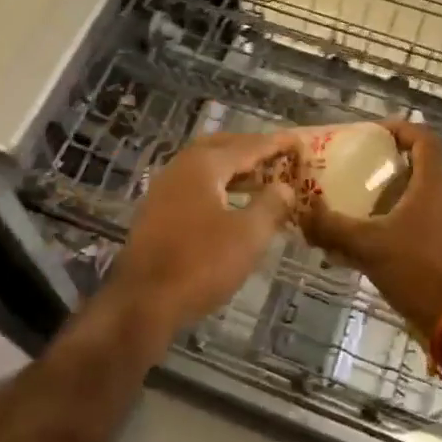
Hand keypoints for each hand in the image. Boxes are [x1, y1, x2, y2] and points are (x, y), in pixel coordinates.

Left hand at [107, 131, 298, 337]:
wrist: (143, 302)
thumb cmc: (201, 264)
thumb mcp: (248, 236)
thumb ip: (270, 205)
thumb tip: (284, 187)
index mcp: (203, 165)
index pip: (247, 146)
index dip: (275, 143)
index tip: (298, 139)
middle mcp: (180, 167)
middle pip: (222, 147)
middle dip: (250, 148)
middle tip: (278, 155)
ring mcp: (164, 188)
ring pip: (206, 167)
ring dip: (234, 168)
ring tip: (261, 178)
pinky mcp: (157, 211)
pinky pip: (195, 185)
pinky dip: (219, 185)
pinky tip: (232, 204)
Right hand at [302, 120, 441, 334]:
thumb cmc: (421, 269)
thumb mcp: (370, 246)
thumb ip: (334, 228)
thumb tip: (302, 213)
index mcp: (433, 184)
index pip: (424, 138)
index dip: (399, 128)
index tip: (371, 132)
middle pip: (414, 169)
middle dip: (380, 168)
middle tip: (349, 171)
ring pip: (410, 202)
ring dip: (380, 202)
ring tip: (346, 209)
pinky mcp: (441, 254)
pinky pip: (409, 230)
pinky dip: (385, 231)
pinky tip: (357, 250)